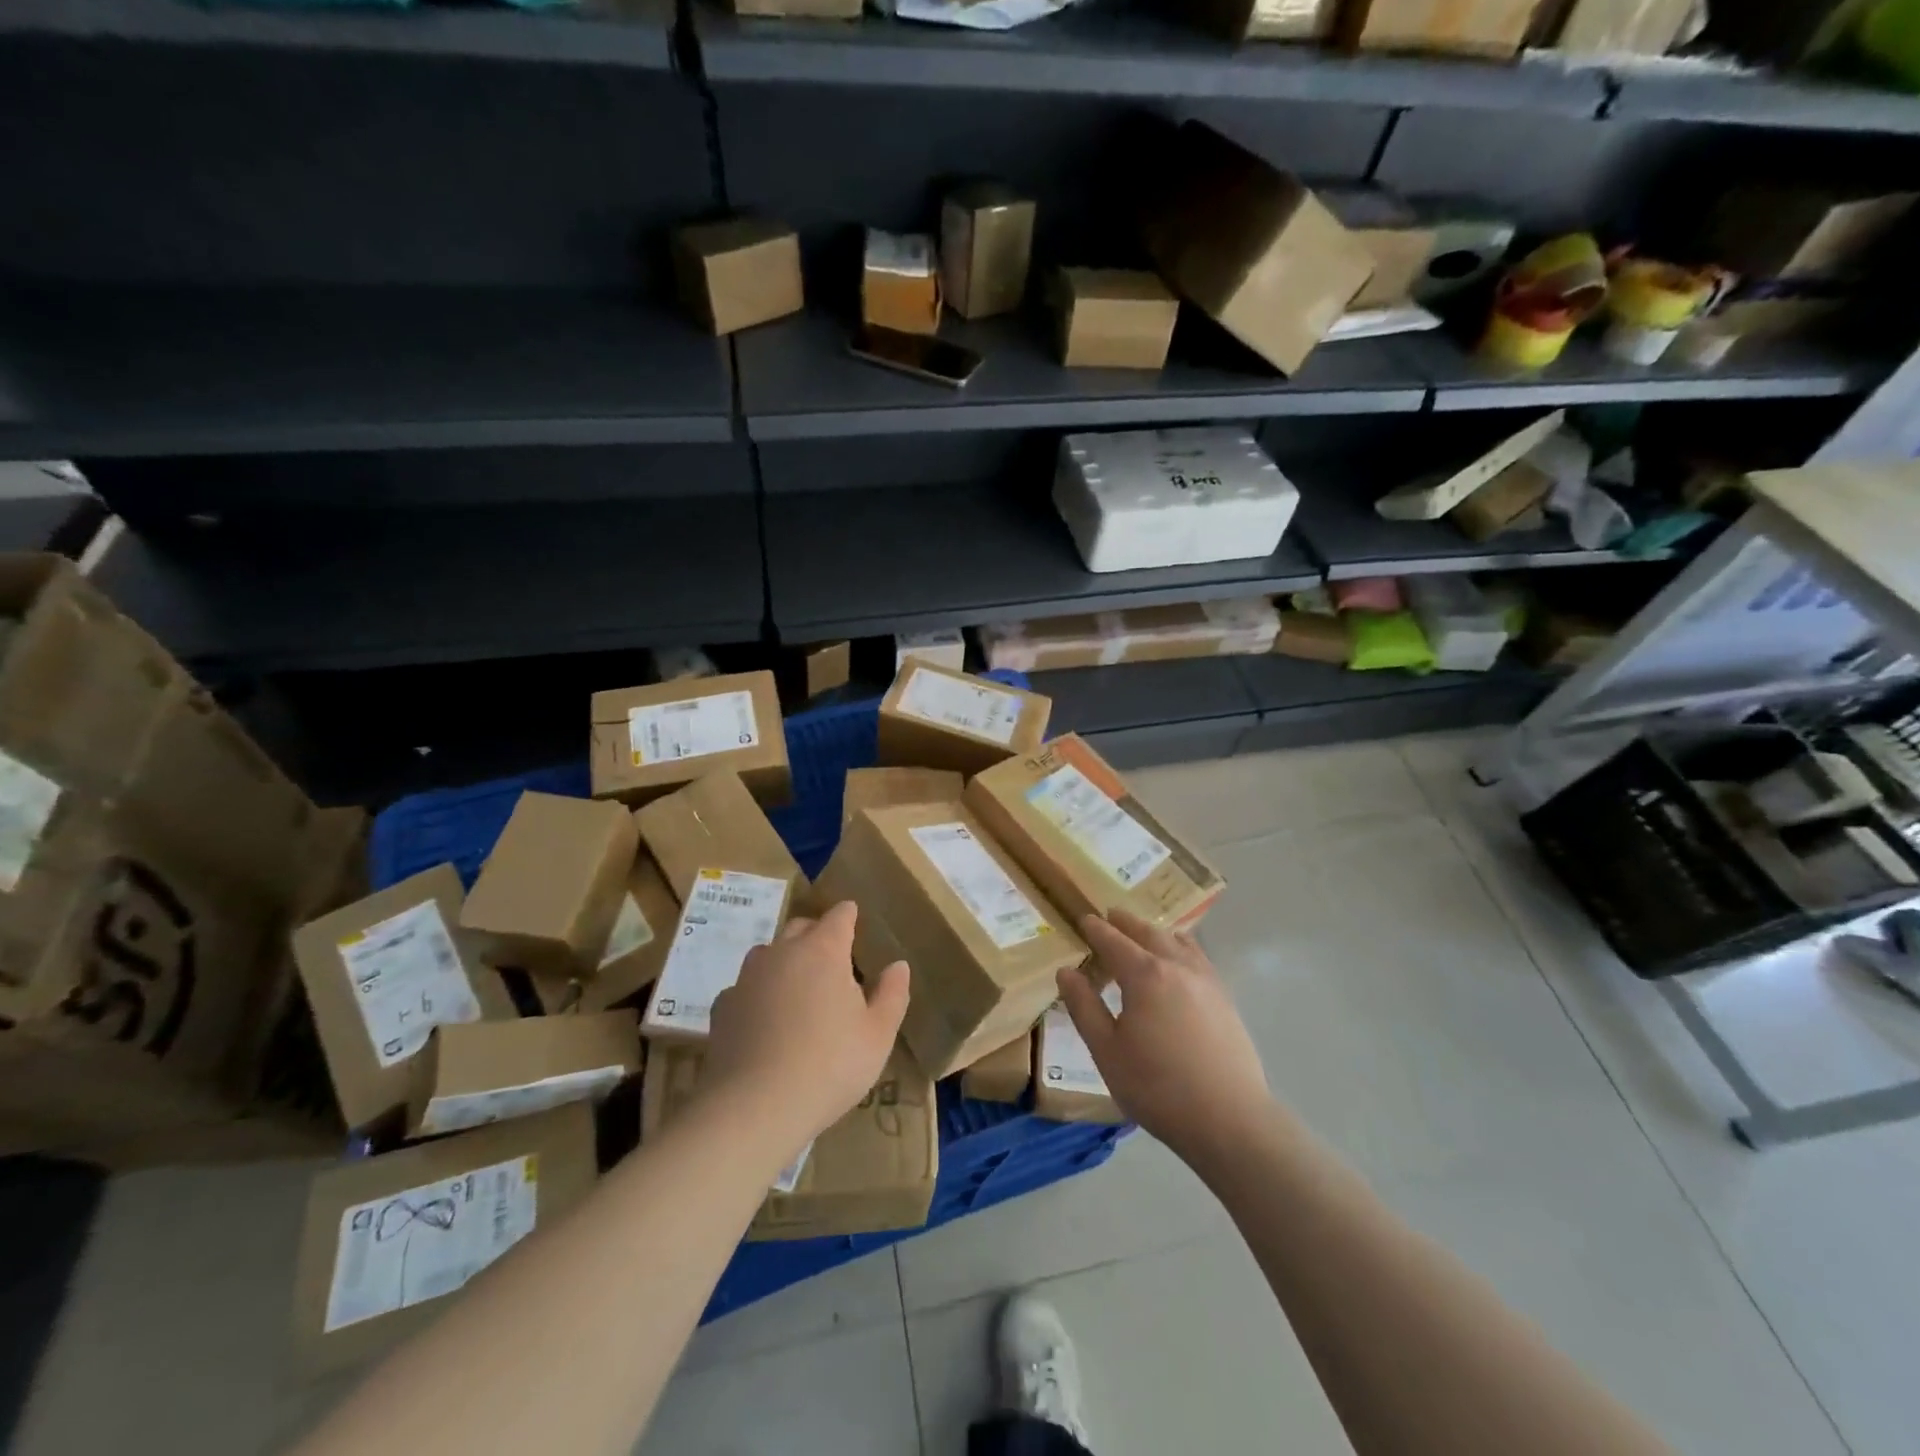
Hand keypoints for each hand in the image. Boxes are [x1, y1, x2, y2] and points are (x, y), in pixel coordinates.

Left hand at [703, 900, 909, 1149]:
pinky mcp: (722, 1006)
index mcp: (824, 950)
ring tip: (798, 989)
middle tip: (833, 960)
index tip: (856, 923)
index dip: (849, 916)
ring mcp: (747, 977)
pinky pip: (745, 987)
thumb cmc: (830, 1066)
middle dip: (817, 934)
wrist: (754, 1108)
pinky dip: (758, 993)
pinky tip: (765, 1021)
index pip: (839, 915)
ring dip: (785, 960)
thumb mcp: (878, 1036)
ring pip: (769, 953)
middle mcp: (782, 952)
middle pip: (801, 927)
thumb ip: (892, 994)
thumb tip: (898, 965)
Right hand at [1059, 910, 1268, 1163]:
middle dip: (1127, 923)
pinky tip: (1180, 962)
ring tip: (1144, 933)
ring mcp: (1206, 981)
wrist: (1229, 1120)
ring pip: (1178, 941)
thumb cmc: (1158, 1087)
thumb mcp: (1106, 1051)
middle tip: (1111, 916)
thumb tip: (1066, 972)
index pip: (1114, 941)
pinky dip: (1181, 947)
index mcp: (1145, 975)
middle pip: (1149, 933)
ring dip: (1156, 932)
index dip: (1096, 929)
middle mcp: (1177, 966)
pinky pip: (1198, 957)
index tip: (1084, 918)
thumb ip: (1084, 1007)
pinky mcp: (1225, 999)